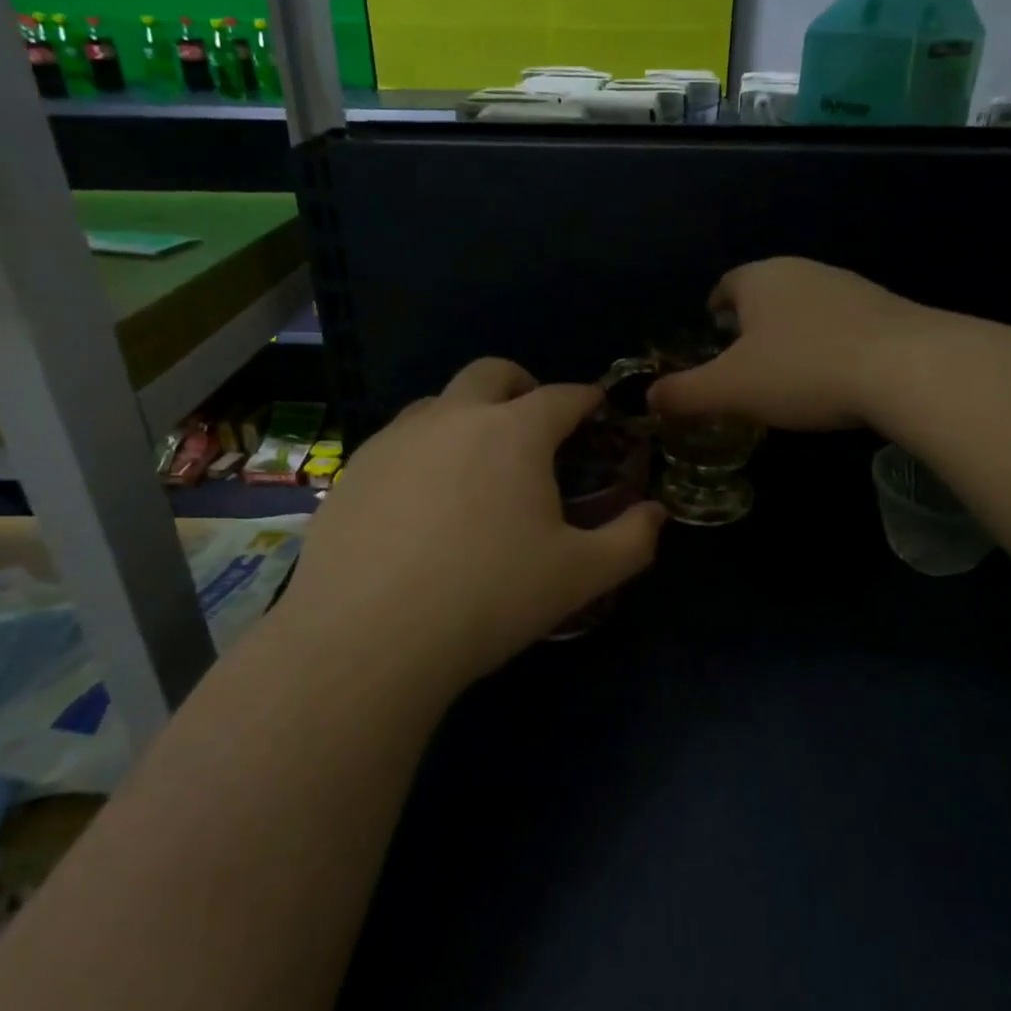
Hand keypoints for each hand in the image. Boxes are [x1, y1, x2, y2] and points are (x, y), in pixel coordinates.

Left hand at [280, 358, 666, 689]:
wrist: (368, 638)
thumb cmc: (489, 598)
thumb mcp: (580, 576)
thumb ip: (631, 539)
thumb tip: (656, 513)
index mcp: (514, 432)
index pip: (562, 396)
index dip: (586, 399)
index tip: (596, 409)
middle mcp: (453, 417)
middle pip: (493, 372)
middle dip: (523, 386)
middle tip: (535, 425)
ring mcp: (396, 439)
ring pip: (439, 401)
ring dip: (468, 415)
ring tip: (476, 464)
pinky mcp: (353, 469)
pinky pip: (399, 440)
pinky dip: (424, 450)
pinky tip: (422, 501)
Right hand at [649, 257, 930, 430]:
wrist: (908, 368)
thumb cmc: (803, 370)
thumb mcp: (731, 389)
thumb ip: (685, 393)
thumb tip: (648, 399)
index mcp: (761, 278)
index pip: (726, 285)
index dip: (713, 308)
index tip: (710, 332)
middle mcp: (803, 271)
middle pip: (766, 293)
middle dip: (751, 323)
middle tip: (742, 360)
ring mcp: (849, 286)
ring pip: (806, 307)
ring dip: (792, 333)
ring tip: (786, 372)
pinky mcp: (887, 309)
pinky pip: (842, 324)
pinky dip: (828, 345)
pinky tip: (832, 376)